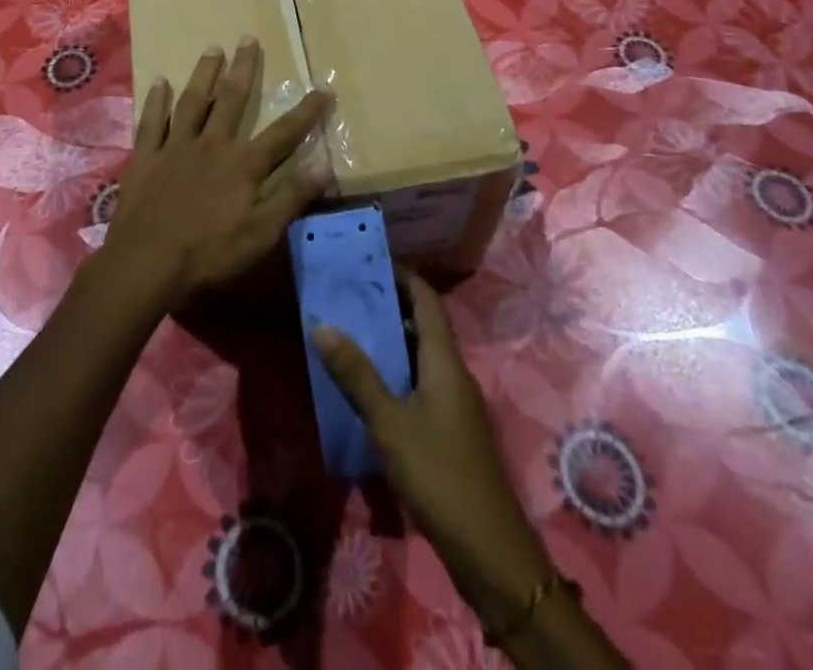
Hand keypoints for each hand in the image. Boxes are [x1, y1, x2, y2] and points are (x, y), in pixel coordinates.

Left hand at [105, 37, 333, 312]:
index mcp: (243, 164)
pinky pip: (152, 122)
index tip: (324, 89)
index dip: (307, 112)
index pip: (283, 133)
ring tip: (212, 48)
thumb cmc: (209, 253)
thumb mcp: (261, 233)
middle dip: (243, 68)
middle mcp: (211, 145)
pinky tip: (159, 82)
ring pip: (192, 102)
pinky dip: (156, 101)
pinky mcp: (146, 158)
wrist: (146, 264)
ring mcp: (175, 148)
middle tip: (248, 38)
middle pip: (231, 100)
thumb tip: (325, 164)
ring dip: (204, 74)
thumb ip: (292, 196)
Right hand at [313, 270, 552, 623]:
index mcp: (444, 360)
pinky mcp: (451, 430)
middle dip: (388, 304)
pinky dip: (395, 372)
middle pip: (423, 324)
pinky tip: (368, 387)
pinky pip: (420, 383)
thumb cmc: (439, 475)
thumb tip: (322, 325)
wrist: (490, 551)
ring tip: (349, 331)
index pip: (426, 299)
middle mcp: (453, 372)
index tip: (368, 261)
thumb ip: (357, 375)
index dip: (402, 275)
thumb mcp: (390, 423)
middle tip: (348, 294)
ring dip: (389, 340)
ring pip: (420, 355)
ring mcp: (455, 403)